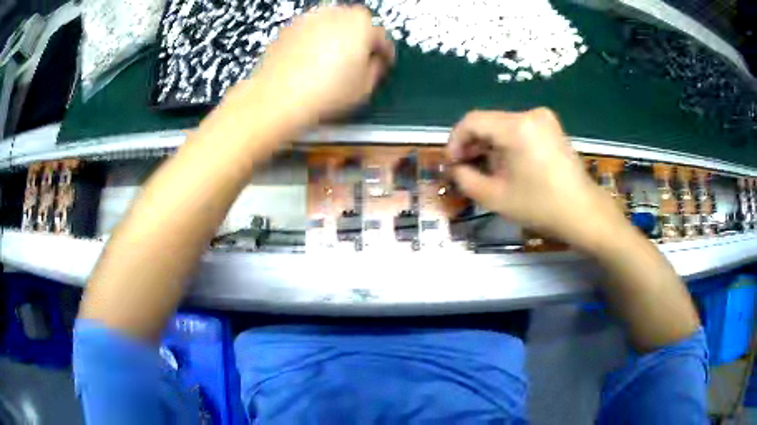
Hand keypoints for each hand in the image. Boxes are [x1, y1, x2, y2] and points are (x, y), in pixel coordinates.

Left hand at [247, 6, 394, 124]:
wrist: (278, 97)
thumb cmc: (325, 92)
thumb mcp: (365, 87)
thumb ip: (376, 68)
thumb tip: (374, 62)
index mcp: (361, 24)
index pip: (381, 37)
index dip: (384, 53)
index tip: (383, 64)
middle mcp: (336, 13)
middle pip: (356, 24)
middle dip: (359, 40)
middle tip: (357, 62)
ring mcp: (310, 18)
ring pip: (331, 25)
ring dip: (336, 38)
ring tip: (332, 63)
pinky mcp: (289, 28)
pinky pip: (310, 32)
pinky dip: (314, 42)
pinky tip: (311, 62)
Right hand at [447, 109, 628, 252]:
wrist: (583, 212)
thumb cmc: (541, 206)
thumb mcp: (495, 197)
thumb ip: (465, 178)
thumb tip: (455, 167)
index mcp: (517, 127)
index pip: (472, 121)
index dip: (455, 141)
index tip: (452, 164)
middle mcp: (530, 114)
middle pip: (488, 122)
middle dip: (472, 145)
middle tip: (465, 169)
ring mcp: (544, 118)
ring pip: (502, 126)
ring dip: (489, 146)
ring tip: (486, 170)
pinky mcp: (551, 127)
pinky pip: (518, 129)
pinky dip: (506, 144)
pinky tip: (506, 165)